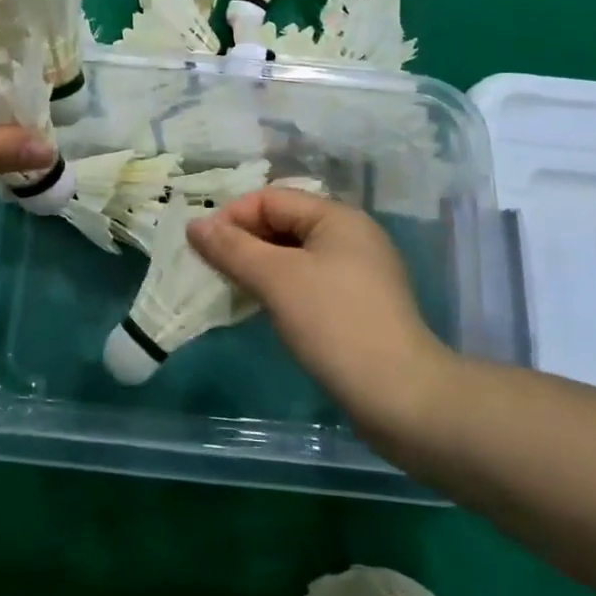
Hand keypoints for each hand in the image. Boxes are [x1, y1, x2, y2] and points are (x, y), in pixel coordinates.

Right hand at [189, 188, 459, 451]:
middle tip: (209, 268)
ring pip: (293, 255)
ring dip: (258, 266)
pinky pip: (307, 281)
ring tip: (228, 288)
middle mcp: (351, 235)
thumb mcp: (276, 279)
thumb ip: (232, 248)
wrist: (400, 397)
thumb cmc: (334, 324)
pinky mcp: (357, 305)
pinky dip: (279, 287)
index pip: (271, 199)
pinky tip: (261, 307)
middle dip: (243, 242)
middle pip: (283, 223)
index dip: (232, 217)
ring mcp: (358, 272)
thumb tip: (194, 224)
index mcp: (337, 217)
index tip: (200, 247)